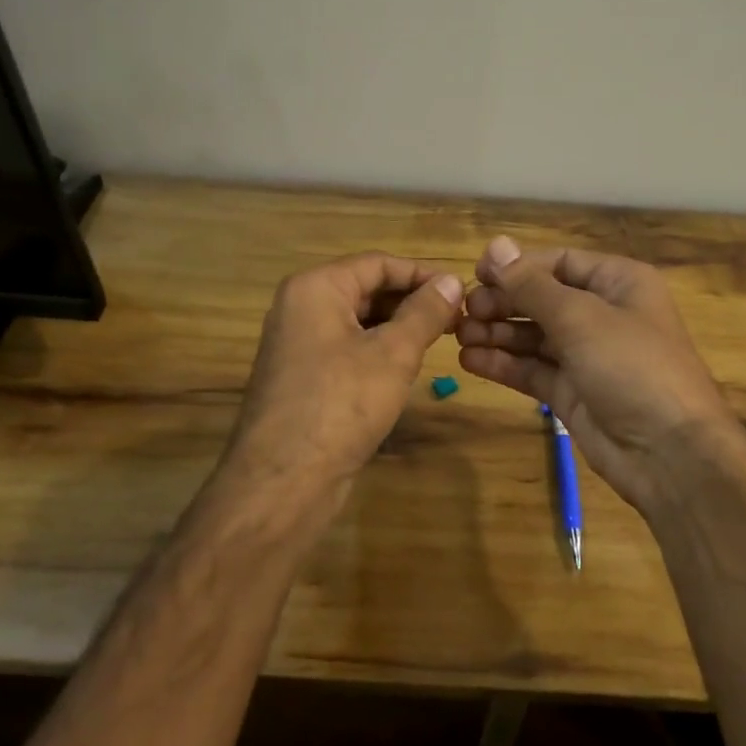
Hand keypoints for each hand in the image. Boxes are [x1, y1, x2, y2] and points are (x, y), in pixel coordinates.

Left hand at [221, 252, 463, 521]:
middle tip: (457, 320)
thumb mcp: (393, 354)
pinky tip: (406, 367)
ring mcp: (298, 344)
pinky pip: (347, 348)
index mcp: (315, 288)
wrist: (283, 482)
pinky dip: (378, 350)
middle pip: (366, 289)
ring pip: (358, 321)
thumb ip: (425, 312)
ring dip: (398, 326)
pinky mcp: (303, 377)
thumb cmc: (341, 404)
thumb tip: (453, 281)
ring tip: (440, 341)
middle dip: (412, 301)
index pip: (378, 263)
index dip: (423, 274)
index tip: (462, 292)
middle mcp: (300, 308)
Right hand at [456, 236, 745, 516]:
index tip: (476, 274)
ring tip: (459, 335)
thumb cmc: (632, 366)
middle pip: (542, 298)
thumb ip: (532, 285)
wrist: (671, 455)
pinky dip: (503, 364)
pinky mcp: (573, 392)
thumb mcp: (581, 317)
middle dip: (503, 302)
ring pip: (534, 335)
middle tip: (464, 312)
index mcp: (618, 283)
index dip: (517, 266)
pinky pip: (533, 369)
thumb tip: (495, 245)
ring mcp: (587, 356)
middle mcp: (603, 314)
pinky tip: (470, 361)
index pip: (559, 262)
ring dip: (497, 333)